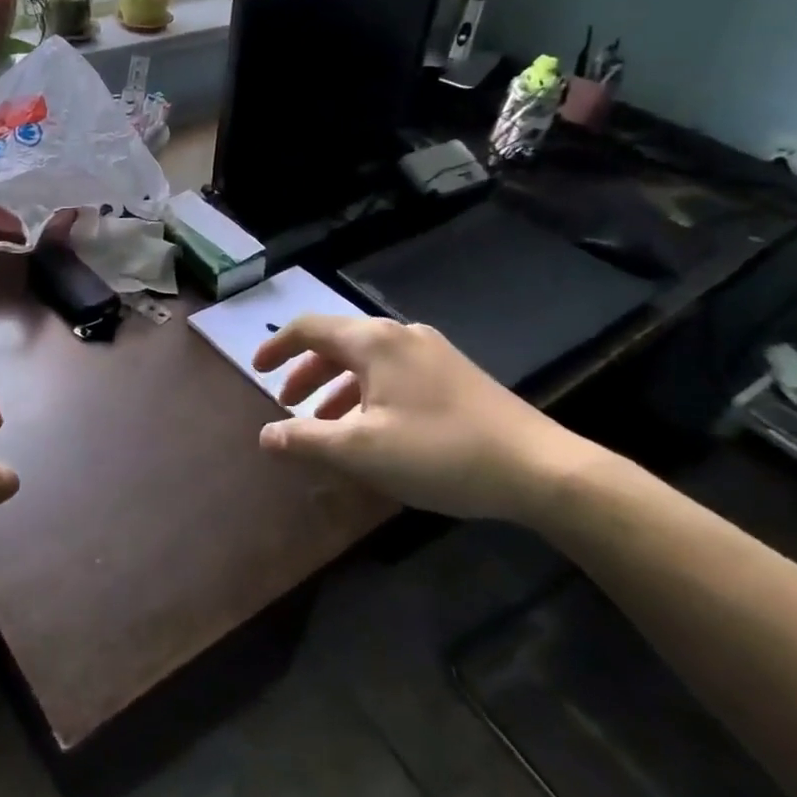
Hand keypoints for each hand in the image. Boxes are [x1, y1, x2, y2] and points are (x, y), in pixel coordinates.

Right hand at [252, 315, 603, 522]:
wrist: (540, 469)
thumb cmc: (439, 452)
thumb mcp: (361, 451)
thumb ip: (305, 440)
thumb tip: (264, 436)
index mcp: (373, 341)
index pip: (309, 328)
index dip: (276, 346)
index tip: (255, 370)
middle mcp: (400, 335)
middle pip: (337, 342)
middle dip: (305, 372)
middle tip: (286, 404)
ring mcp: (432, 352)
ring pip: (366, 361)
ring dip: (335, 387)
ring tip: (324, 424)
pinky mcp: (454, 375)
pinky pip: (393, 374)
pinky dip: (366, 393)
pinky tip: (373, 429)